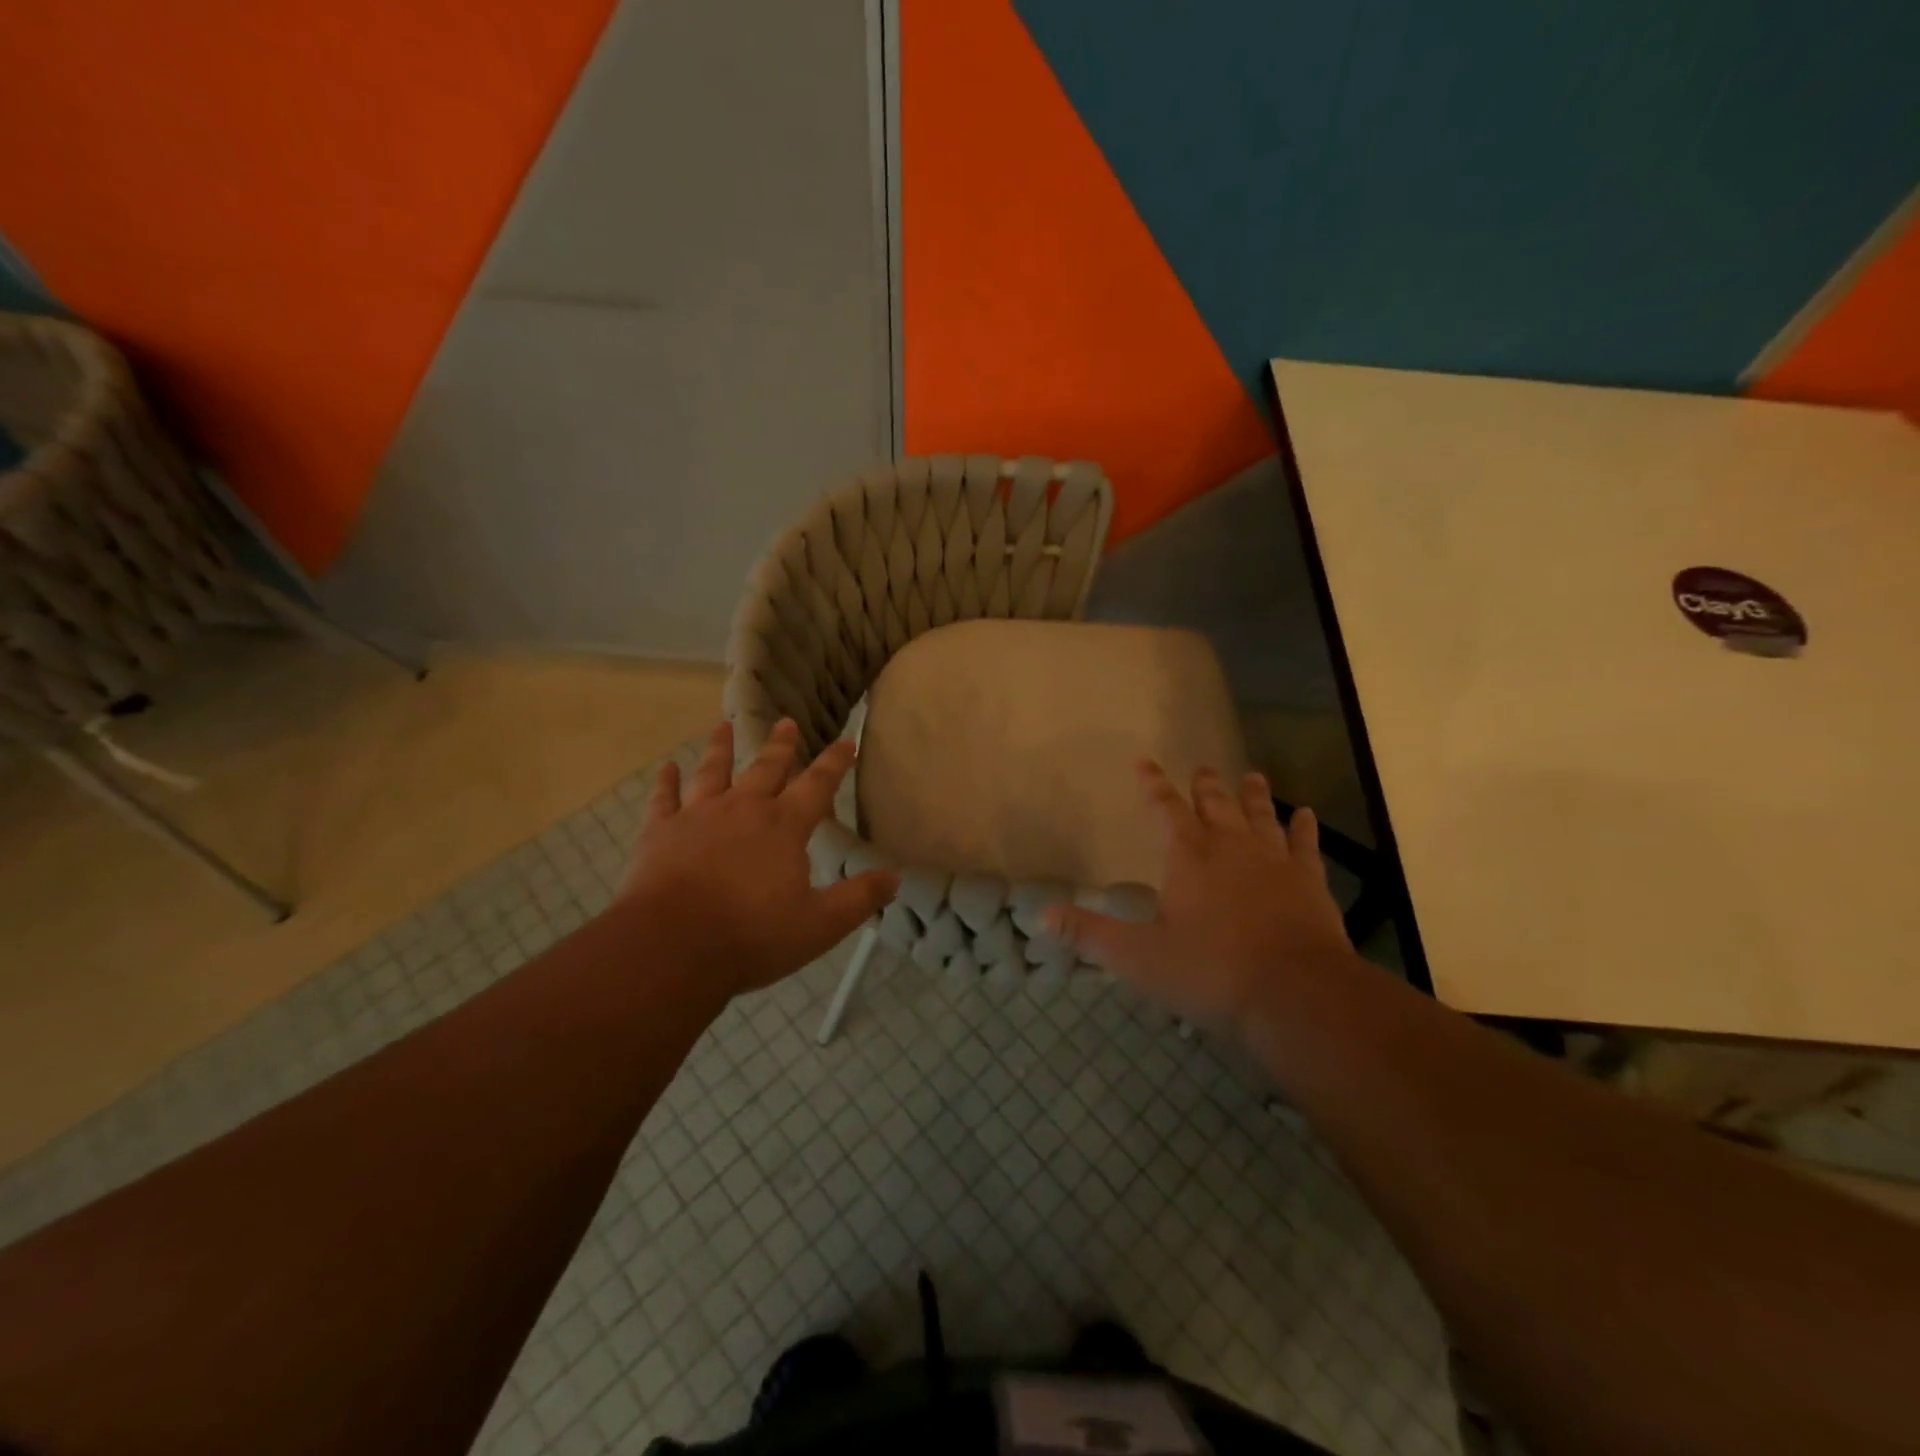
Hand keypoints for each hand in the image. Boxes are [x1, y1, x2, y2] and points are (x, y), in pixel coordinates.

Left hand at [618, 718, 898, 998]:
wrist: (672, 945)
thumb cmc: (752, 935)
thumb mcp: (820, 925)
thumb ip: (858, 898)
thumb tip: (894, 877)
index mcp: (784, 827)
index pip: (817, 785)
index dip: (834, 762)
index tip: (846, 741)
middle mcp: (743, 809)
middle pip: (766, 768)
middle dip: (780, 746)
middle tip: (786, 722)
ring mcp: (698, 817)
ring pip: (713, 772)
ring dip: (721, 748)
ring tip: (724, 726)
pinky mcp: (661, 833)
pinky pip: (664, 800)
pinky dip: (666, 783)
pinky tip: (666, 768)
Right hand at [1047, 761, 1350, 1027]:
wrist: (1295, 993)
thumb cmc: (1211, 972)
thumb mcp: (1138, 958)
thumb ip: (1090, 934)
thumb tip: (1042, 915)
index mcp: (1188, 857)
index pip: (1165, 808)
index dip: (1153, 784)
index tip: (1144, 761)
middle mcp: (1230, 847)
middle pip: (1215, 804)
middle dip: (1205, 785)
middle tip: (1202, 767)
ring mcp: (1274, 861)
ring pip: (1260, 816)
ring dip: (1253, 796)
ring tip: (1251, 775)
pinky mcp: (1309, 881)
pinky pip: (1305, 844)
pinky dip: (1303, 827)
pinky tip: (1306, 815)